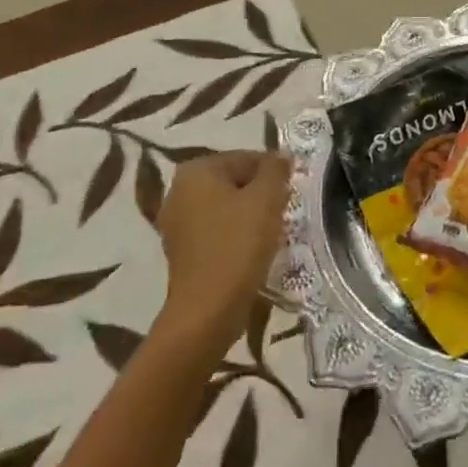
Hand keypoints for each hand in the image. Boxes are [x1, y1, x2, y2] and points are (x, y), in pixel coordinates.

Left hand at [155, 152, 293, 352]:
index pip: (247, 158)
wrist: (208, 311)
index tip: (291, 193)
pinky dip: (235, 235)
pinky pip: (217, 231)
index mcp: (196, 170)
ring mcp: (176, 222)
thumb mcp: (266, 198)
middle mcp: (179, 191)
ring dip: (250, 215)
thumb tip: (282, 156)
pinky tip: (252, 251)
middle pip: (235, 181)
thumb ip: (276, 169)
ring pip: (226, 207)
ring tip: (272, 233)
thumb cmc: (238, 245)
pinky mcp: (182, 251)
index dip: (274, 173)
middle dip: (261, 194)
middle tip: (284, 212)